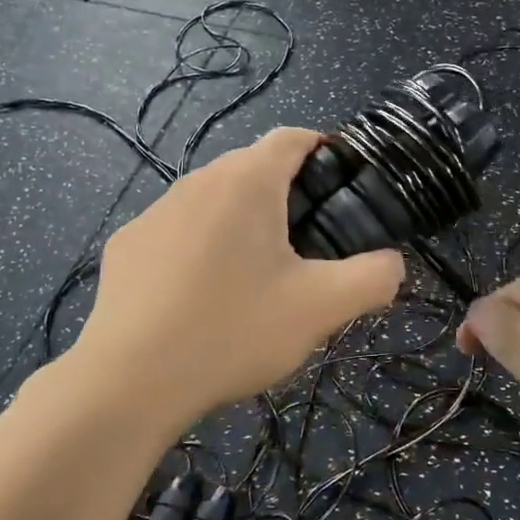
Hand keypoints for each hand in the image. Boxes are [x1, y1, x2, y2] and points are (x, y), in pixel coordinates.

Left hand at [74, 128, 404, 432]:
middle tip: (307, 246)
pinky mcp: (127, 244)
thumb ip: (373, 277)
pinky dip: (198, 246)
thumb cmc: (233, 332)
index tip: (342, 190)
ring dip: (240, 221)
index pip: (294, 138)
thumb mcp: (321, 309)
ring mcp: (155, 211)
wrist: (129, 381)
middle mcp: (197, 181)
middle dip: (285, 194)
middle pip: (253, 168)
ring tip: (255, 275)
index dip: (325, 152)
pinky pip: (177, 230)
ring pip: (213, 199)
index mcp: (247, 182)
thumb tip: (392, 262)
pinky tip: (200, 295)